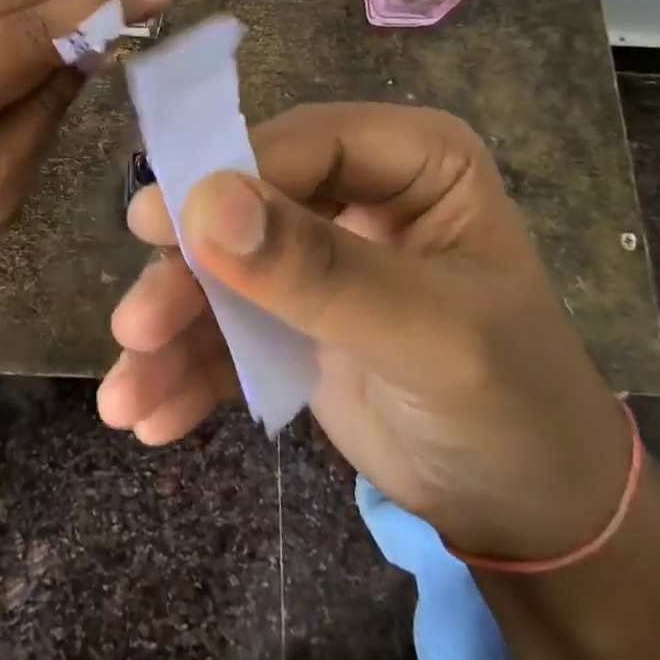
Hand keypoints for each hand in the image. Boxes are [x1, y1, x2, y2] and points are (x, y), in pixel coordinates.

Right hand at [100, 102, 631, 561]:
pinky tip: (152, 412)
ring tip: (128, 392)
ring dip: (173, 325)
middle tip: (135, 320)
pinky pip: (227, 321)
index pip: (303, 142)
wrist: (531, 516)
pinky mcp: (291, 310)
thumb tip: (204, 204)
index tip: (157, 226)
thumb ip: (318, 269)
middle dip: (188, 267)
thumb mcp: (425, 334)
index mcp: (412, 158)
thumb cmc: (511, 405)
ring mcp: (319, 250)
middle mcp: (357, 189)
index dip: (227, 176)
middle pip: (247, 201)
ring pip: (222, 265)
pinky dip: (187, 365)